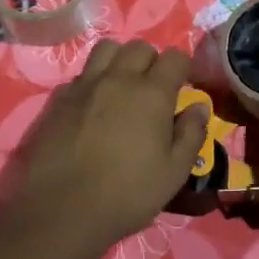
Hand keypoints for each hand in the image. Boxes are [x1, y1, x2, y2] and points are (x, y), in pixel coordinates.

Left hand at [0, 38, 209, 258]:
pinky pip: (81, 74)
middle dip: (152, 61)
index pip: (175, 57)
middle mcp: (119, 78)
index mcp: (152, 93)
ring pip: (107, 49)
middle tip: (153, 90)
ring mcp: (85, 85)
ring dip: (119, 60)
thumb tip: (199, 107)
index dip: (183, 68)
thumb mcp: (174, 173)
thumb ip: (191, 134)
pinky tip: (92, 107)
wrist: (60, 211)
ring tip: (122, 87)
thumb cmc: (126, 194)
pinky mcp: (59, 99)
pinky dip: (92, 81)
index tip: (184, 87)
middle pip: (140, 47)